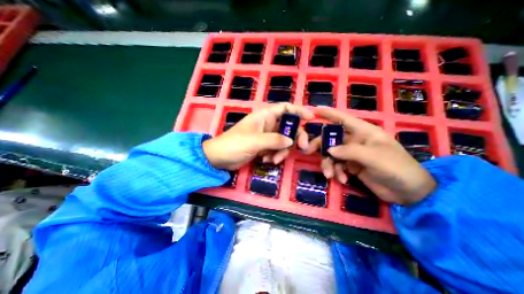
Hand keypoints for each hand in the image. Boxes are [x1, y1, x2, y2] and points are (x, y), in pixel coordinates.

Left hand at [202, 103, 311, 171]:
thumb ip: (274, 140)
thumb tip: (291, 141)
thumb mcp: (255, 141)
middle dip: (295, 137)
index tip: (311, 118)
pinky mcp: (264, 147)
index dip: (299, 111)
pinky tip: (266, 160)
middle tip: (302, 148)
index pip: (285, 108)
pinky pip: (276, 149)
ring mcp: (266, 136)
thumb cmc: (234, 144)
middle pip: (288, 127)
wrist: (219, 158)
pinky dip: (274, 155)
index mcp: (264, 116)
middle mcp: (267, 124)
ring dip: (281, 151)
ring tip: (273, 159)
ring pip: (283, 141)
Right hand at [306, 107, 436, 205]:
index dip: (329, 114)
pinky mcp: (351, 166)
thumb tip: (328, 150)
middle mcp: (355, 141)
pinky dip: (336, 172)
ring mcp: (352, 154)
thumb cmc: (397, 168)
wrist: (408, 192)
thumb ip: (350, 151)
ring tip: (330, 175)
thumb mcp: (374, 157)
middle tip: (307, 151)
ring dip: (328, 164)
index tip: (314, 111)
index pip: (343, 119)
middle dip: (320, 145)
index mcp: (364, 132)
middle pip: (331, 138)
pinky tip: (342, 180)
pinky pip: (337, 166)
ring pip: (332, 154)